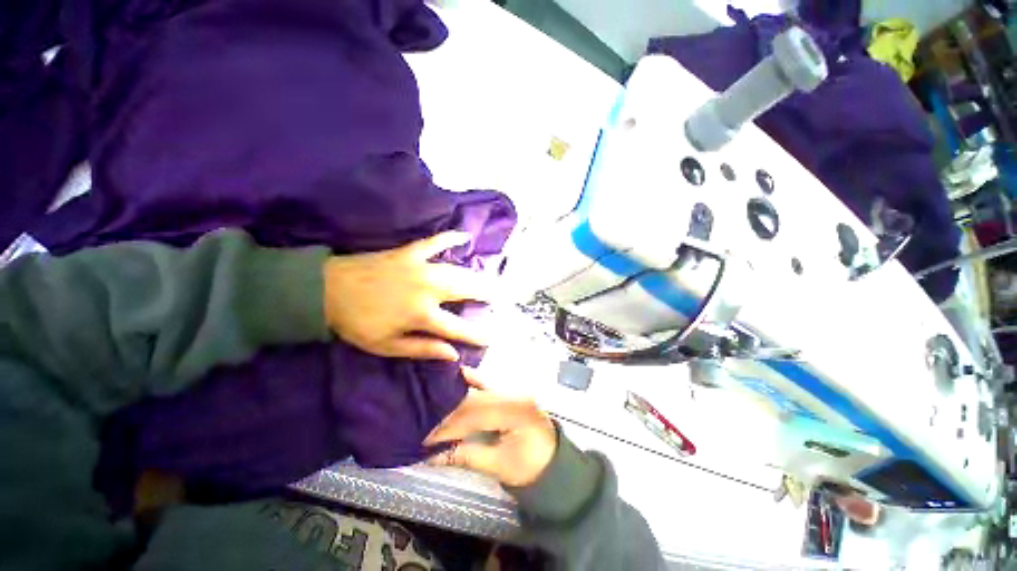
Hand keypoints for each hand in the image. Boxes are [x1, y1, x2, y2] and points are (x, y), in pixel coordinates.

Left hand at [323, 232, 492, 360]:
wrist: (325, 290)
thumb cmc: (357, 322)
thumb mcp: (386, 346)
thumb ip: (422, 349)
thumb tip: (452, 355)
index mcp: (421, 314)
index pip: (459, 328)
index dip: (478, 335)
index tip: (492, 338)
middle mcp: (428, 289)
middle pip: (466, 291)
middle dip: (486, 294)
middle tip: (499, 297)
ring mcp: (420, 267)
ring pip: (458, 270)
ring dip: (477, 274)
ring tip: (490, 278)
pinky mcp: (410, 252)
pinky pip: (435, 242)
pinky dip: (451, 237)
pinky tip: (465, 236)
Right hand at [424, 368, 557, 486]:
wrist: (553, 461)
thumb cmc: (530, 466)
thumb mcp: (499, 466)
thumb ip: (467, 456)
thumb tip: (432, 456)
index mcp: (516, 412)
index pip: (476, 415)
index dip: (450, 427)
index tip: (427, 439)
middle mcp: (515, 394)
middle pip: (476, 401)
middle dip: (450, 416)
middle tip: (428, 426)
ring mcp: (515, 390)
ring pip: (480, 391)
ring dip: (458, 399)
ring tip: (436, 404)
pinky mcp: (512, 392)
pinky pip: (490, 384)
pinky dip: (475, 380)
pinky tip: (461, 374)